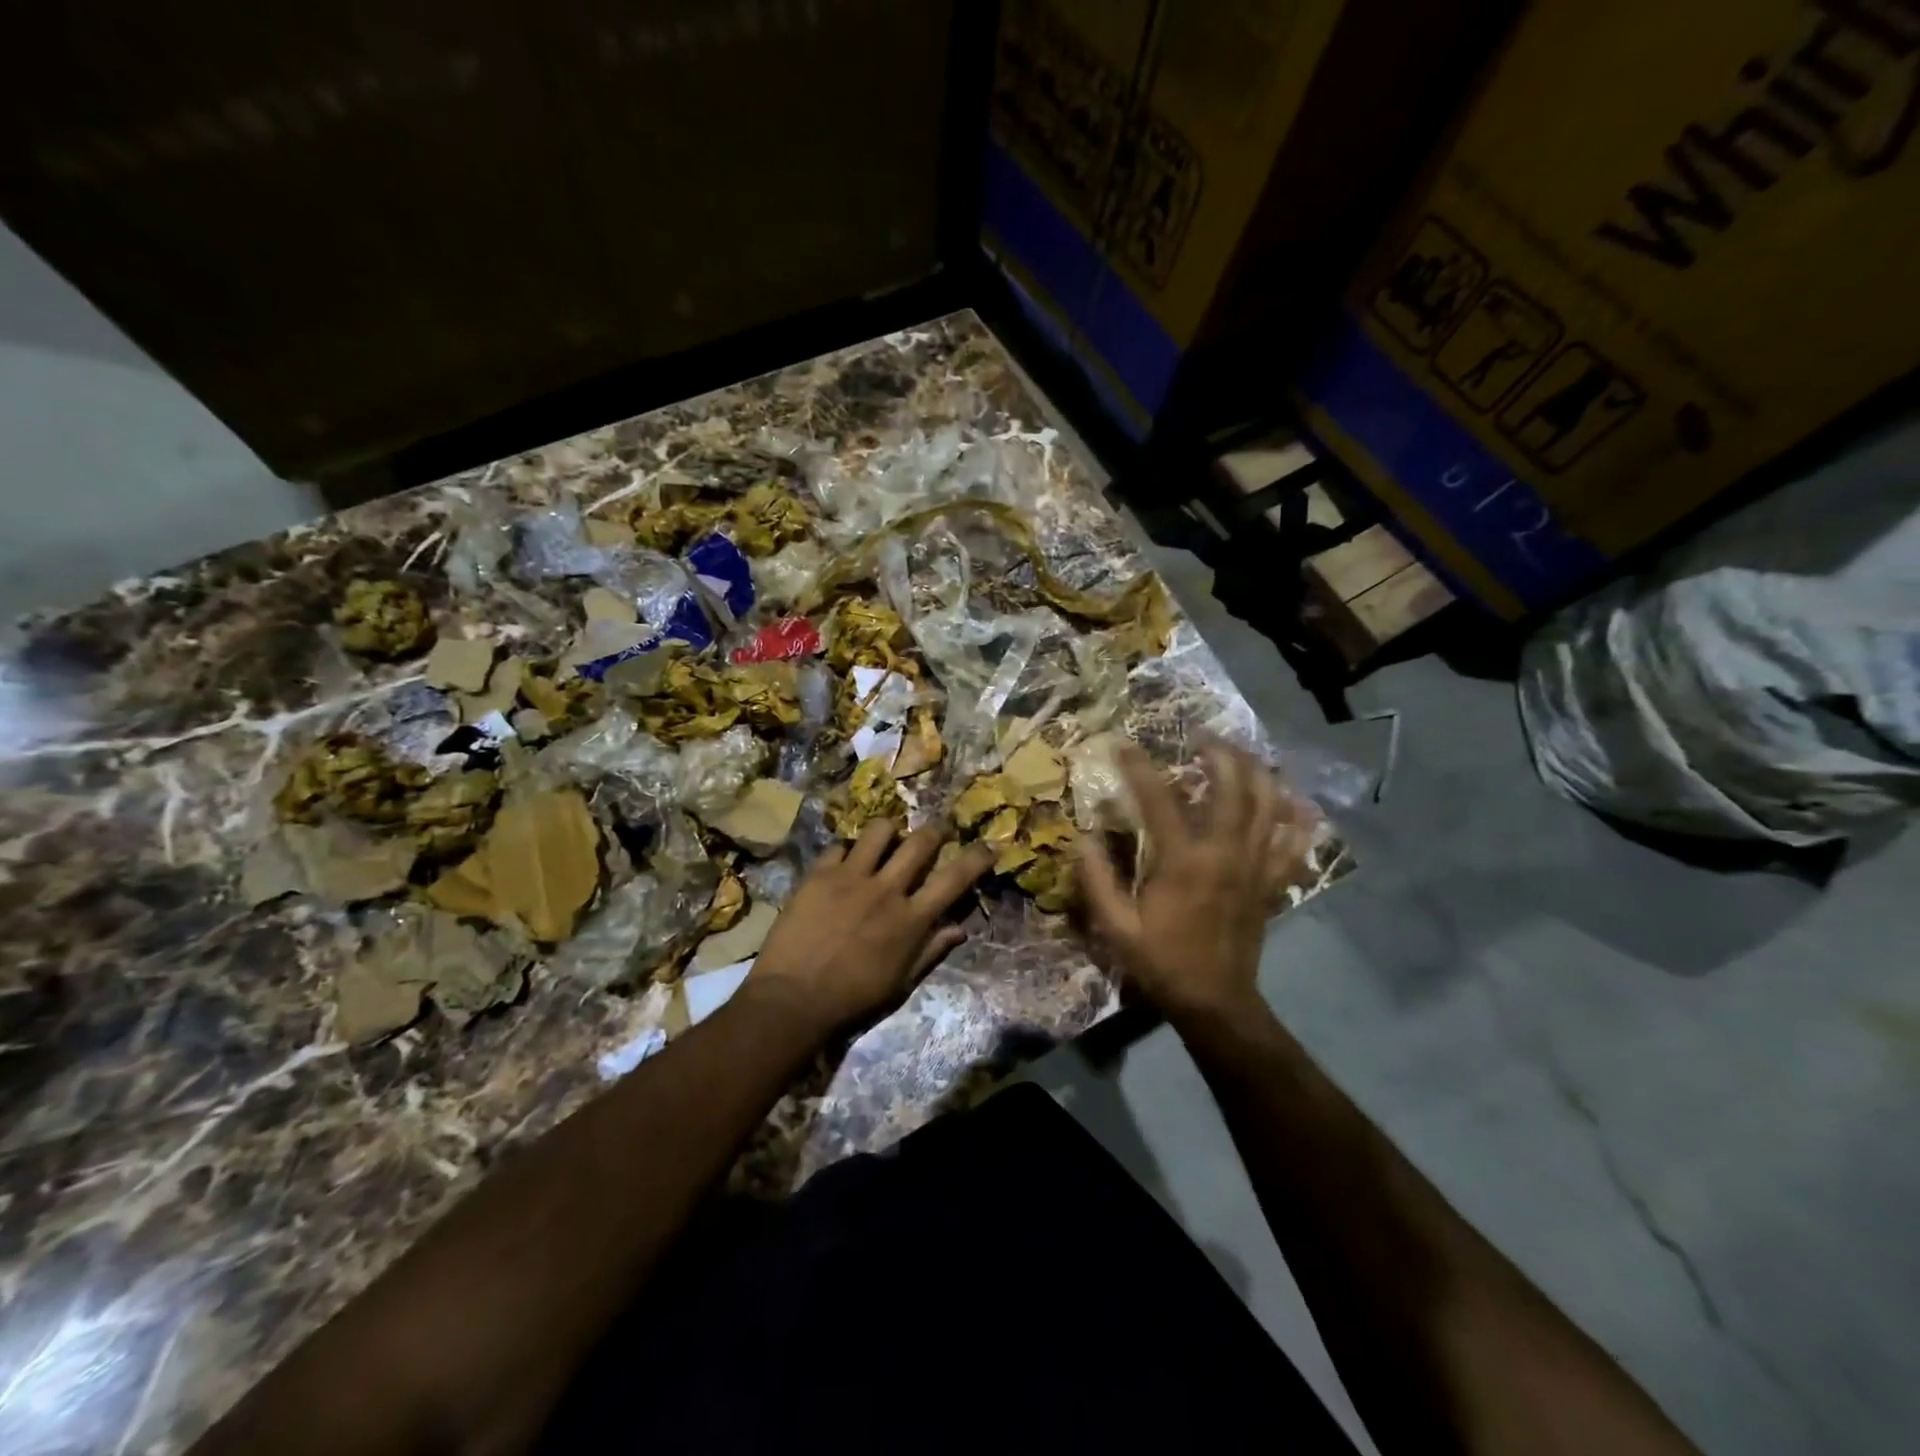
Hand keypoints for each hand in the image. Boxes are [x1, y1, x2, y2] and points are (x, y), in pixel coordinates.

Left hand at [746, 819, 993, 1035]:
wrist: (793, 999)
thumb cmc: (853, 998)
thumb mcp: (901, 982)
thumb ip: (931, 950)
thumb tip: (960, 928)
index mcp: (911, 919)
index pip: (954, 879)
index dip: (976, 858)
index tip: (988, 845)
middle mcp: (886, 890)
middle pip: (920, 842)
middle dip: (936, 830)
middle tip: (937, 832)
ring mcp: (851, 877)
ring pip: (880, 830)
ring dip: (890, 831)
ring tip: (888, 838)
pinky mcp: (819, 874)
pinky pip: (839, 846)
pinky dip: (847, 851)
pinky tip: (844, 862)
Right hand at [1076, 742, 1313, 1021]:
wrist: (1216, 1002)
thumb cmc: (1162, 962)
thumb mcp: (1116, 927)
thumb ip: (1096, 878)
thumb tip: (1082, 836)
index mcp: (1184, 862)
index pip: (1160, 800)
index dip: (1139, 768)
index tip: (1123, 745)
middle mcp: (1226, 854)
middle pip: (1232, 787)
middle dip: (1218, 753)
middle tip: (1200, 735)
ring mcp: (1256, 866)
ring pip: (1268, 804)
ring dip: (1256, 771)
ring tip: (1240, 753)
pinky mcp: (1273, 882)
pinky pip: (1294, 842)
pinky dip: (1297, 817)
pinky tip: (1292, 799)